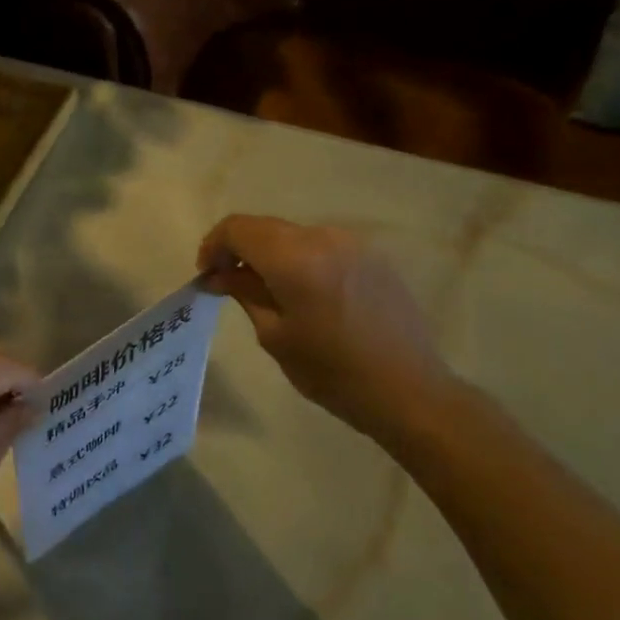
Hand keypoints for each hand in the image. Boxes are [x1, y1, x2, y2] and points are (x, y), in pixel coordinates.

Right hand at [197, 215, 460, 451]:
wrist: (412, 392)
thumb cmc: (333, 372)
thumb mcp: (275, 336)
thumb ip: (244, 294)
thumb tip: (219, 275)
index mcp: (294, 258)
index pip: (238, 228)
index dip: (214, 245)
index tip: (207, 274)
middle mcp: (322, 237)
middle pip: (265, 227)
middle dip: (240, 249)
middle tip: (228, 283)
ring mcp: (352, 244)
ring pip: (293, 236)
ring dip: (271, 255)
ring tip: (268, 292)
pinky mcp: (372, 257)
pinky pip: (322, 247)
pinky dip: (300, 261)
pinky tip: (305, 294)